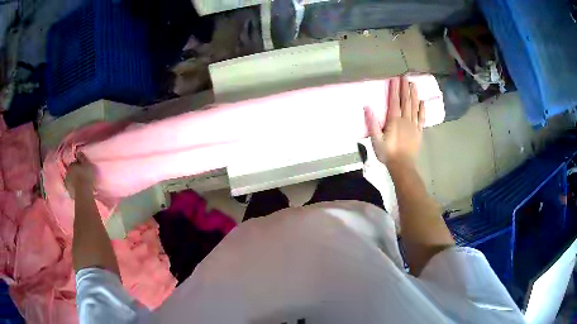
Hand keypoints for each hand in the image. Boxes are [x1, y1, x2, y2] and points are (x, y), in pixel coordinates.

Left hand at [65, 153, 95, 197]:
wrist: (83, 193)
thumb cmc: (86, 176)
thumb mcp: (87, 163)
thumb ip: (82, 157)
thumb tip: (78, 152)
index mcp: (71, 165)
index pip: (74, 163)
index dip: (78, 165)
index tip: (83, 168)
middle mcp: (67, 174)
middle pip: (71, 172)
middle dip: (75, 173)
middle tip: (82, 176)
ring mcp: (67, 184)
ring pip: (71, 181)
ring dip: (74, 181)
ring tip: (80, 184)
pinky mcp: (69, 193)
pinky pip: (72, 189)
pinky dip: (74, 189)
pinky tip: (79, 190)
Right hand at [364, 76, 424, 165]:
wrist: (403, 165)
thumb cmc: (388, 153)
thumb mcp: (376, 140)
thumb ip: (373, 123)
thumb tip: (367, 107)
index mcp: (394, 120)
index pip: (394, 101)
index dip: (395, 89)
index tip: (395, 78)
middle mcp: (405, 119)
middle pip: (405, 101)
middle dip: (405, 88)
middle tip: (406, 77)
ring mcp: (413, 125)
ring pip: (414, 107)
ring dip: (414, 95)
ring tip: (414, 84)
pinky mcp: (419, 131)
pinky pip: (421, 118)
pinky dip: (422, 109)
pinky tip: (422, 102)